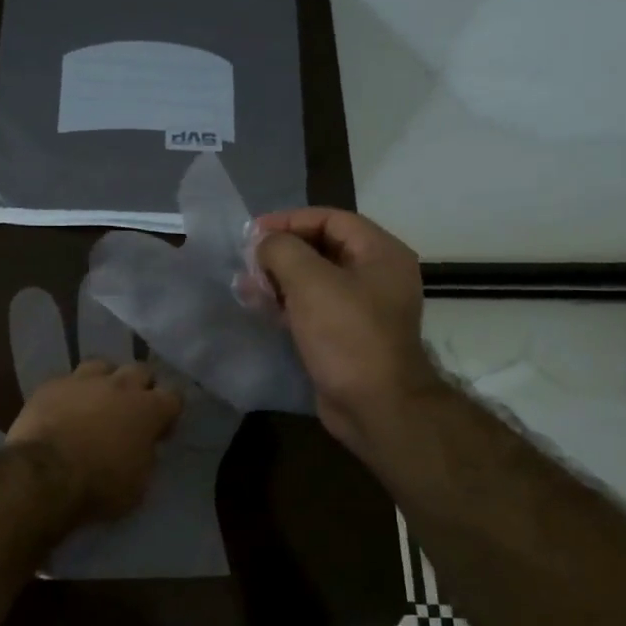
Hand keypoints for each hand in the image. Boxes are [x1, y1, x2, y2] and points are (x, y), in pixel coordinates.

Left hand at [6, 359, 182, 523]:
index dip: (169, 412)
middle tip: (131, 411)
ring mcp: (83, 380)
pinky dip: (70, 392)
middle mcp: (120, 386)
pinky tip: (63, 408)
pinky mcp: (51, 385)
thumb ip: (145, 457)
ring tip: (97, 401)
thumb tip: (141, 446)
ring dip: (105, 381)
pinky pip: (67, 380)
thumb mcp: (138, 484)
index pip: (174, 396)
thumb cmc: (100, 485)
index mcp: (148, 409)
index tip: (160, 431)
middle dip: (140, 387)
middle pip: (140, 371)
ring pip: (102, 366)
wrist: (45, 474)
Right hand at [250, 208, 439, 456]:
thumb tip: (263, 242)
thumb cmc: (346, 335)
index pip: (331, 219)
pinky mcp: (346, 335)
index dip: (290, 220)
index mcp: (380, 253)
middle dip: (282, 251)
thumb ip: (282, 251)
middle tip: (247, 259)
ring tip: (245, 284)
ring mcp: (362, 308)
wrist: (375, 405)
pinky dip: (287, 304)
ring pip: (315, 280)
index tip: (253, 232)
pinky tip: (260, 307)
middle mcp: (376, 275)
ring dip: (279, 278)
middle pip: (323, 248)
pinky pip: (314, 308)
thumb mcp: (310, 282)